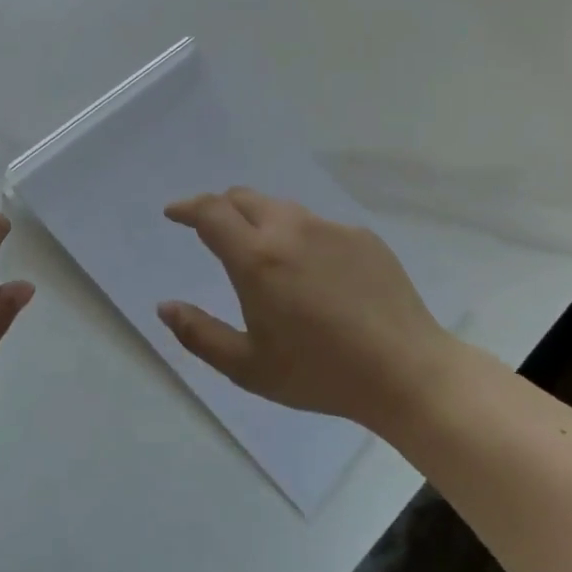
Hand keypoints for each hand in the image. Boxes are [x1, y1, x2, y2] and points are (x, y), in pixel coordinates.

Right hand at [158, 187, 455, 433]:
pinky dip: (298, 236)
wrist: (407, 372)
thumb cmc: (320, 373)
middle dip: (219, 208)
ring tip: (261, 252)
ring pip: (280, 208)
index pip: (211, 212)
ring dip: (258, 220)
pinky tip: (312, 271)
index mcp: (257, 258)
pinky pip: (317, 225)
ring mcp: (330, 229)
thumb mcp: (248, 367)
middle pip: (243, 198)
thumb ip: (199, 334)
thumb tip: (165, 307)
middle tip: (211, 231)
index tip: (173, 213)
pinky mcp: (361, 236)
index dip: (187, 208)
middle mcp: (290, 230)